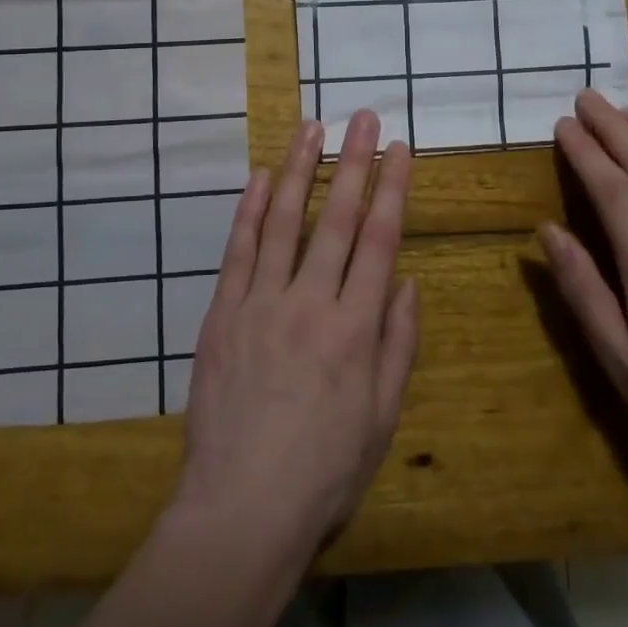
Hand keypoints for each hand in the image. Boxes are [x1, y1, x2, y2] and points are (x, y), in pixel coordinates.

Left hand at [172, 111, 419, 565]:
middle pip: (336, 218)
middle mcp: (310, 302)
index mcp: (356, 328)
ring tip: (313, 128)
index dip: (392, 189)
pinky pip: (239, 251)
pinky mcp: (222, 314)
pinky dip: (250, 211)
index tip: (400, 149)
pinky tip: (261, 178)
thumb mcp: (382, 416)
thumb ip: (398, 344)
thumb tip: (405, 281)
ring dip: (300, 170)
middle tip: (363, 117)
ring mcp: (260, 303)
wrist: (241, 509)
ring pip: (284, 222)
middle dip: (354, 162)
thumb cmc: (325, 470)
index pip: (379, 240)